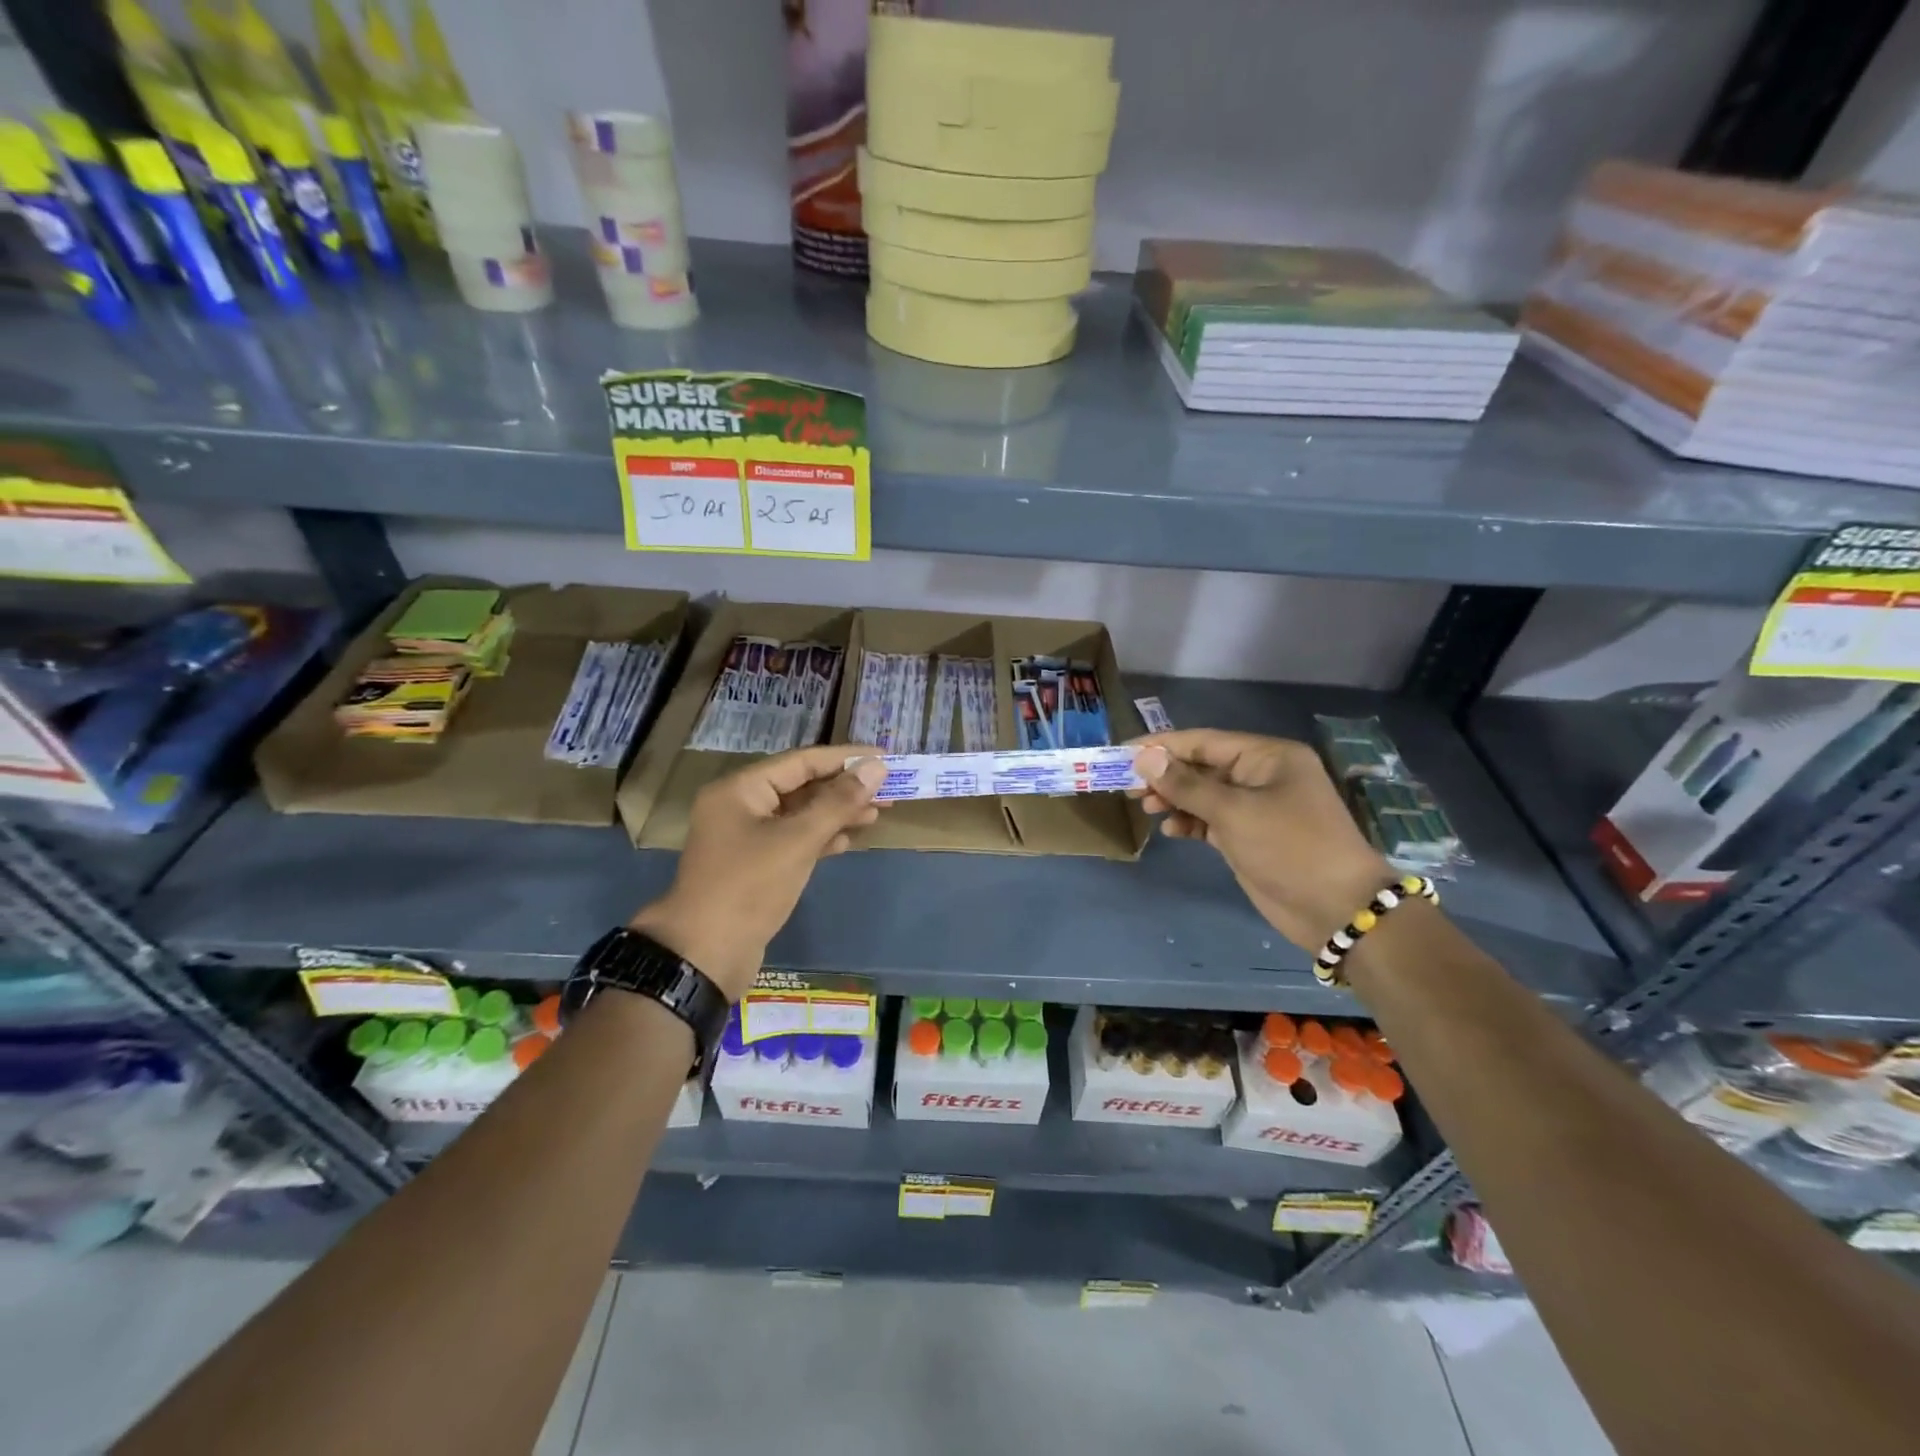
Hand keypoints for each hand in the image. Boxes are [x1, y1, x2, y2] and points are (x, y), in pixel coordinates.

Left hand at [632, 746, 887, 998]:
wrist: (704, 955)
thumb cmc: (749, 887)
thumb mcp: (798, 840)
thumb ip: (839, 802)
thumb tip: (876, 767)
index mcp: (740, 789)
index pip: (801, 761)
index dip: (845, 758)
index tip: (885, 757)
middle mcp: (740, 806)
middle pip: (801, 786)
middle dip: (844, 788)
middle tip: (888, 789)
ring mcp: (746, 837)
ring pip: (800, 815)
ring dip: (837, 813)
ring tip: (877, 813)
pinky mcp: (756, 865)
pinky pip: (794, 840)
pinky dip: (821, 837)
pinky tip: (849, 839)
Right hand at [1131, 730, 1393, 951]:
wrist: (1337, 909)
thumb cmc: (1290, 848)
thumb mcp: (1234, 812)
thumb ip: (1186, 785)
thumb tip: (1144, 758)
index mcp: (1267, 756)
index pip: (1204, 741)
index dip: (1161, 746)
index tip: (1122, 753)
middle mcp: (1261, 775)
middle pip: (1201, 766)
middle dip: (1165, 775)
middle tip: (1126, 786)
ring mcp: (1256, 807)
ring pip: (1203, 793)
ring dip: (1173, 799)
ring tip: (1145, 807)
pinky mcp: (1249, 836)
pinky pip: (1210, 819)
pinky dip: (1189, 822)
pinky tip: (1170, 830)